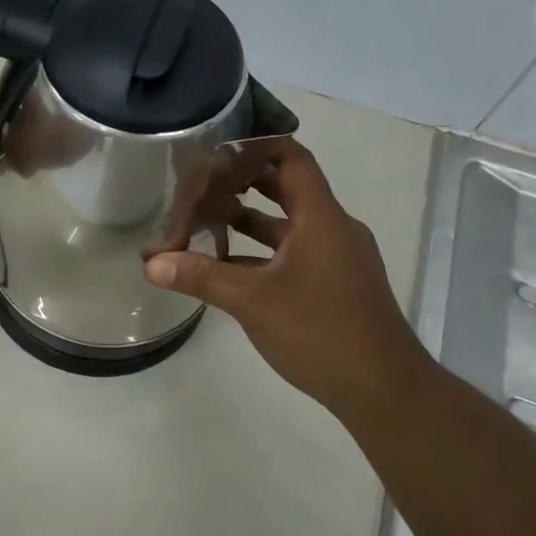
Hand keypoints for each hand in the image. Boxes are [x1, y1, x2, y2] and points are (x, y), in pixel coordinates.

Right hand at [143, 138, 431, 423]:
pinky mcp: (335, 285)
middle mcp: (333, 229)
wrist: (383, 390)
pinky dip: (261, 253)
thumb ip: (201, 277)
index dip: (255, 146)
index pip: (291, 158)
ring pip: (288, 225)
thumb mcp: (252, 301)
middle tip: (201, 182)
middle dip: (243, 182)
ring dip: (249, 220)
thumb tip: (151, 263)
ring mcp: (337, 258)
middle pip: (287, 188)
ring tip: (204, 220)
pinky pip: (294, 253)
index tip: (216, 148)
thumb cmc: (321, 331)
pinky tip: (227, 267)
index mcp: (321, 218)